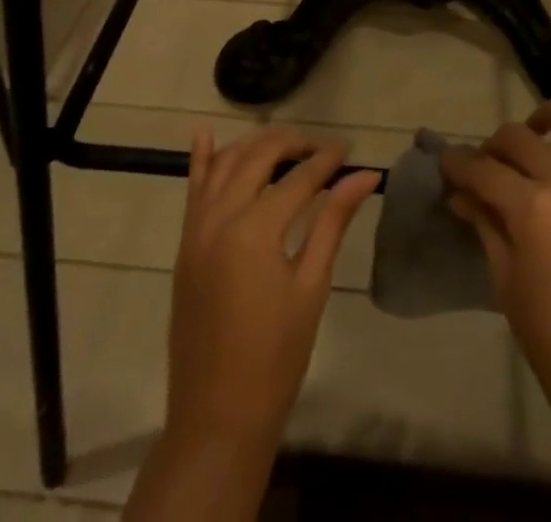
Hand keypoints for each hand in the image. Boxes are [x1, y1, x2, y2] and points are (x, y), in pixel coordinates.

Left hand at [165, 126, 381, 447]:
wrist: (218, 415)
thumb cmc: (276, 356)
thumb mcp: (311, 286)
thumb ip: (334, 222)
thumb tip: (366, 176)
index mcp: (256, 230)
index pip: (299, 178)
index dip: (327, 161)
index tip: (349, 151)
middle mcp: (221, 218)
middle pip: (259, 157)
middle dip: (292, 145)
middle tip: (321, 150)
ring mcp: (196, 229)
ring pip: (224, 164)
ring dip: (254, 146)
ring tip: (284, 145)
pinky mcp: (185, 244)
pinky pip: (192, 189)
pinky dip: (201, 159)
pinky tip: (204, 134)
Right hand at [441, 103, 550, 446]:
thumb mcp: (505, 281)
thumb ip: (485, 225)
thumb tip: (460, 194)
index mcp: (531, 207)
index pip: (483, 170)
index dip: (458, 164)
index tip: (446, 164)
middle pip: (522, 139)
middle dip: (494, 145)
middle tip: (485, 164)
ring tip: (542, 125)